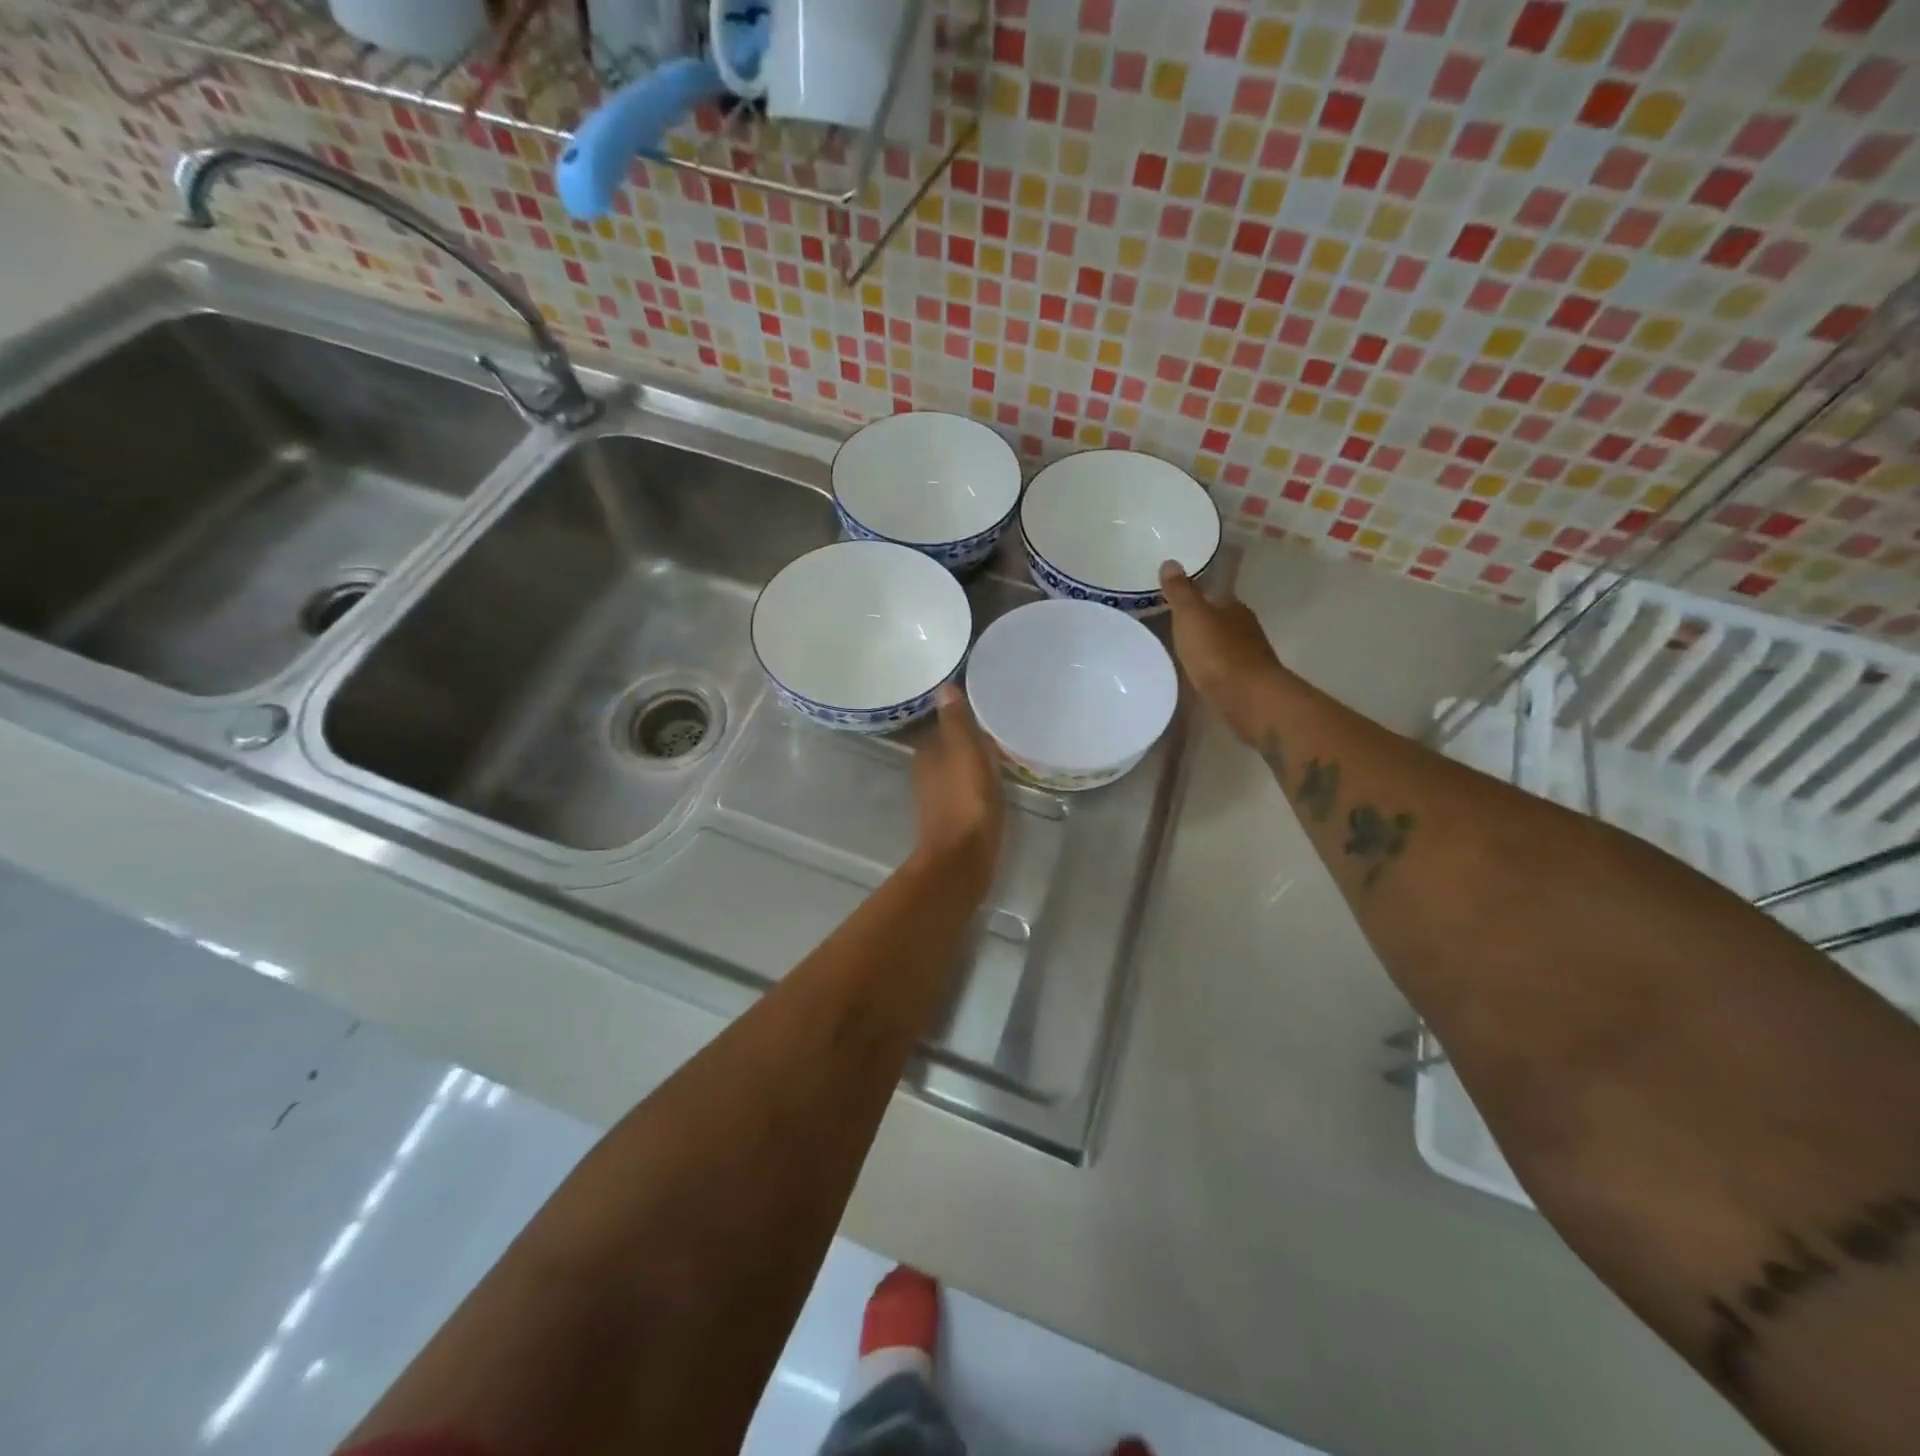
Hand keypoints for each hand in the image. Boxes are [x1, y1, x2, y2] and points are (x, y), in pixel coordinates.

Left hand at [911, 684, 1004, 897]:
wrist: (962, 859)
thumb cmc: (966, 801)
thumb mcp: (966, 753)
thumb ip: (957, 721)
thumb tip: (943, 686)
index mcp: (927, 752)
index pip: (943, 722)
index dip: (960, 714)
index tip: (983, 702)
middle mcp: (926, 771)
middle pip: (949, 745)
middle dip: (967, 735)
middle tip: (997, 722)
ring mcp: (937, 796)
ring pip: (956, 767)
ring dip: (972, 758)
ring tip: (1000, 748)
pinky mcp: (952, 817)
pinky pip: (965, 787)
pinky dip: (977, 780)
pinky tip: (995, 781)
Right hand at [1159, 561, 1286, 745]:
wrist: (1248, 699)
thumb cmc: (1217, 653)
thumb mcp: (1191, 616)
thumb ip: (1180, 592)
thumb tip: (1171, 562)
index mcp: (1233, 607)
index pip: (1215, 592)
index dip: (1197, 592)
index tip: (1177, 594)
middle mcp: (1244, 627)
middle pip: (1220, 618)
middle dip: (1202, 619)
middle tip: (1174, 621)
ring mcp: (1248, 656)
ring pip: (1223, 643)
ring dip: (1206, 644)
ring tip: (1181, 648)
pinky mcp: (1245, 682)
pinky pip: (1223, 667)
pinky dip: (1211, 666)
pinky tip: (1197, 673)